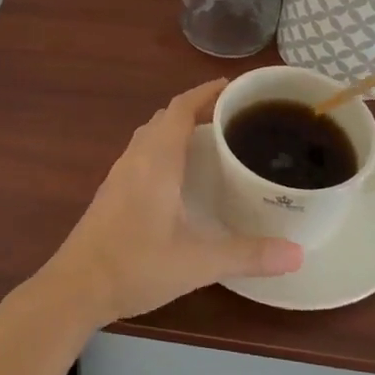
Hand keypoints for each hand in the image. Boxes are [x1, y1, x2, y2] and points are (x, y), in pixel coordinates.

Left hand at [36, 80, 302, 327]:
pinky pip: (142, 153)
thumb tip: (298, 254)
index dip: (206, 92)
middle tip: (233, 117)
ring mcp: (120, 173)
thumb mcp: (197, 262)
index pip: (180, 108)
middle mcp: (136, 158)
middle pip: (166, 117)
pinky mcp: (112, 191)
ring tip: (212, 141)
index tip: (234, 88)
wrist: (76, 286)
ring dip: (178, 128)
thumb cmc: (135, 265)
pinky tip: (180, 176)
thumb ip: (247, 256)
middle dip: (197, 109)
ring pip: (151, 135)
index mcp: (156, 160)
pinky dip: (164, 148)